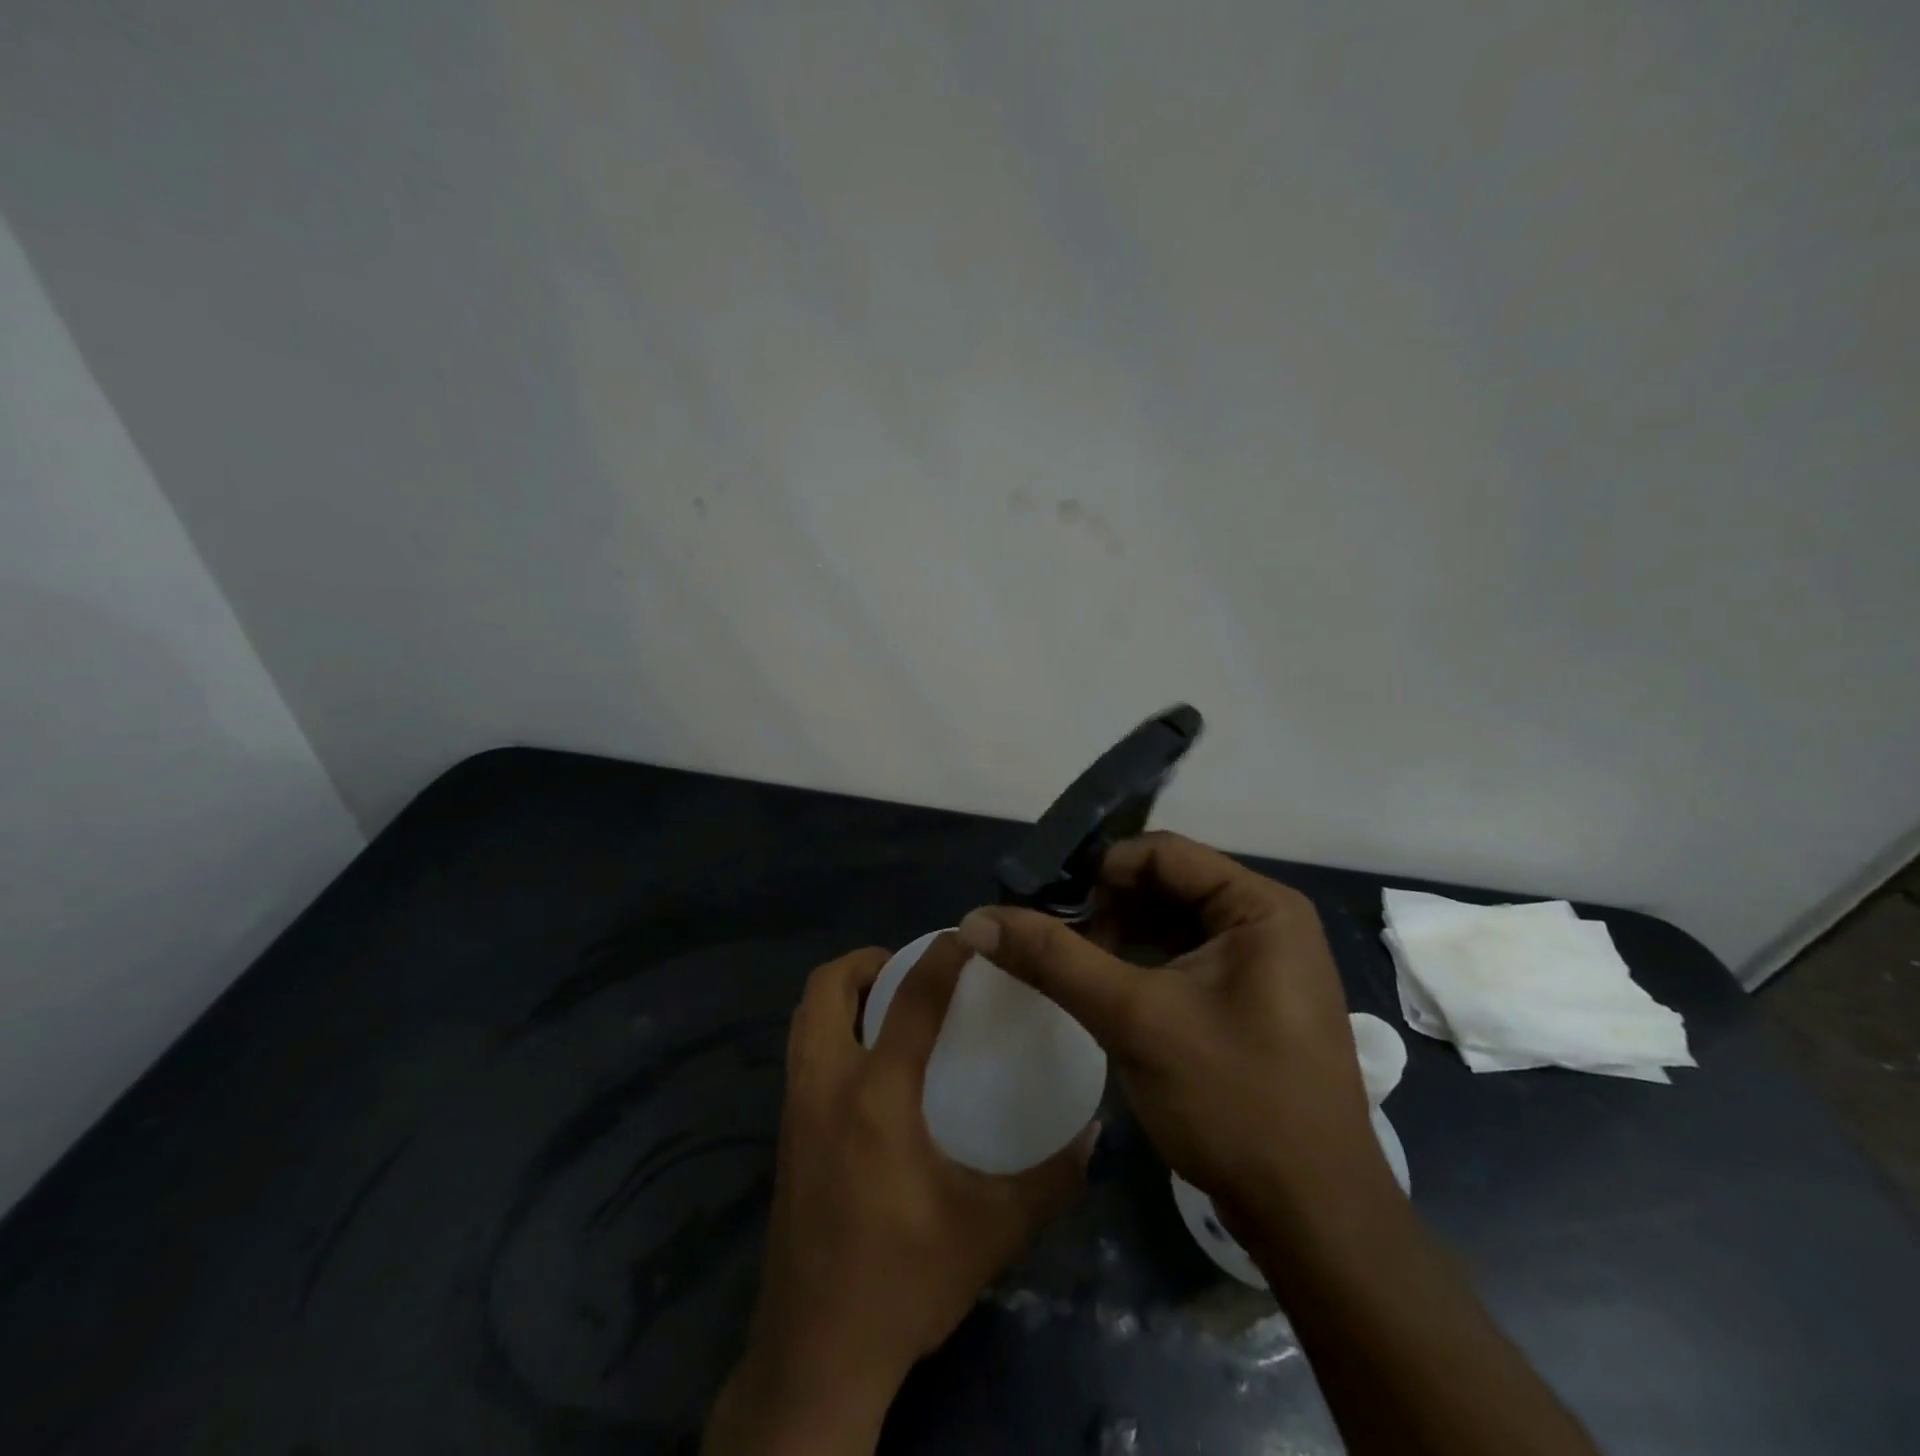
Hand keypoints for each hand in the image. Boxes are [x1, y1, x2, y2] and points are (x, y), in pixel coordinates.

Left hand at [703, 935, 1093, 1454]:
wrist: (815, 1358)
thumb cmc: (903, 1283)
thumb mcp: (991, 1233)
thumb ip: (1048, 1180)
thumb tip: (1093, 1134)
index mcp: (875, 1097)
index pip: (911, 999)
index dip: (942, 955)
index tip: (970, 935)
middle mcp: (825, 1086)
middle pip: (826, 988)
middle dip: (866, 961)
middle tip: (911, 968)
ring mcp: (794, 1110)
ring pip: (804, 1018)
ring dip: (842, 994)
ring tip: (889, 1004)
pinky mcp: (784, 1136)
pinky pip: (801, 1053)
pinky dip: (831, 1030)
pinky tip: (870, 1065)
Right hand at [955, 832, 1387, 1230]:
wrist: (1312, 1221)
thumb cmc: (1233, 1101)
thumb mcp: (1135, 1020)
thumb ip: (1054, 960)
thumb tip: (977, 918)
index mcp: (1259, 907)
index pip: (1162, 853)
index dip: (1098, 869)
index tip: (1045, 902)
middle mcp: (1265, 922)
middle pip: (1166, 885)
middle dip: (1104, 905)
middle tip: (1049, 937)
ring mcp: (1260, 964)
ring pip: (1170, 924)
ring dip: (1116, 935)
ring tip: (1066, 963)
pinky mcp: (1247, 1001)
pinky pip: (1181, 959)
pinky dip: (1137, 964)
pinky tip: (1100, 987)